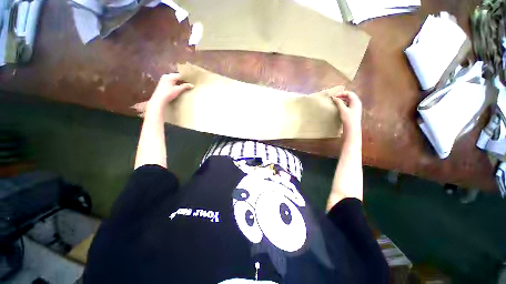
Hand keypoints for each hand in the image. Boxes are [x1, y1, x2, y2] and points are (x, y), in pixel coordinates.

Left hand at [148, 73, 193, 109]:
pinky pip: (171, 81)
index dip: (186, 78)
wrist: (159, 100)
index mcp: (169, 76)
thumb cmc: (168, 94)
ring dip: (179, 82)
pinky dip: (175, 83)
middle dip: (182, 80)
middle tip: (188, 84)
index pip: (180, 75)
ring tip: (184, 86)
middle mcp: (166, 76)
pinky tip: (178, 87)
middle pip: (176, 76)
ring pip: (174, 79)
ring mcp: (163, 79)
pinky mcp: (162, 83)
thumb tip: (192, 85)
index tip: (191, 82)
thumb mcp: (178, 90)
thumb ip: (185, 86)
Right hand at [331, 89, 361, 138]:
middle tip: (335, 97)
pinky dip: (344, 103)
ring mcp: (356, 107)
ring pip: (350, 100)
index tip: (335, 95)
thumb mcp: (343, 109)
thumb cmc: (348, 118)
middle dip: (342, 96)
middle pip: (350, 96)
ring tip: (336, 101)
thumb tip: (334, 98)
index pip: (349, 93)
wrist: (352, 128)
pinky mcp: (354, 111)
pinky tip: (340, 106)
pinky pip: (349, 104)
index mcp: (356, 101)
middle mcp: (357, 103)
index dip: (342, 93)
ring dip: (343, 99)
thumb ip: (339, 103)